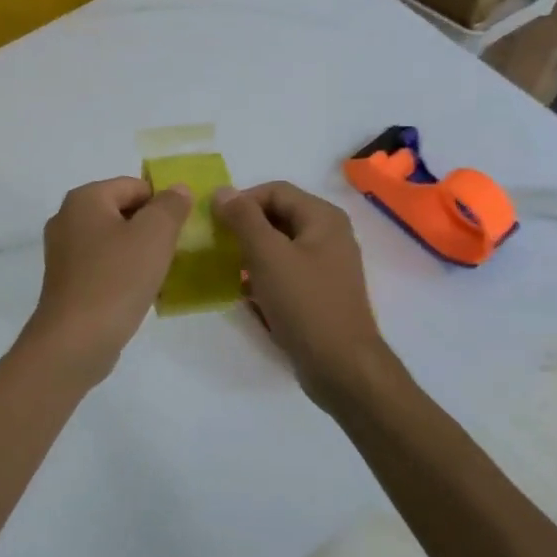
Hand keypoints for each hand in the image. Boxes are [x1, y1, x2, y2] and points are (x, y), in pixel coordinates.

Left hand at [20, 177, 192, 385]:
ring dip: (139, 252)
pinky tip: (139, 292)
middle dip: (151, 228)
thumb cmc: (116, 279)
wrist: (75, 341)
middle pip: (123, 211)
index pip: (135, 186)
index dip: (163, 204)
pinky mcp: (66, 281)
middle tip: (173, 252)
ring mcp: (63, 252)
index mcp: (84, 198)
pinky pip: (103, 265)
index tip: (181, 231)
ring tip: (159, 274)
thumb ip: (171, 206)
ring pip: (114, 240)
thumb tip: (178, 189)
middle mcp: (67, 218)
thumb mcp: (155, 235)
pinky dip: (123, 272)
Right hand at [212, 181, 391, 409]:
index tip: (215, 223)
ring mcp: (326, 266)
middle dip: (245, 228)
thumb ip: (243, 218)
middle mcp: (329, 235)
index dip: (242, 201)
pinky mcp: (319, 294)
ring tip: (226, 270)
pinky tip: (245, 295)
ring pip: (279, 247)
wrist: (341, 366)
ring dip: (251, 254)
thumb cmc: (304, 303)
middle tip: (217, 246)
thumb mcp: (267, 255)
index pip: (274, 191)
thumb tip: (222, 191)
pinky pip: (286, 273)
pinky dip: (264, 277)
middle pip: (278, 217)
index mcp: (323, 218)